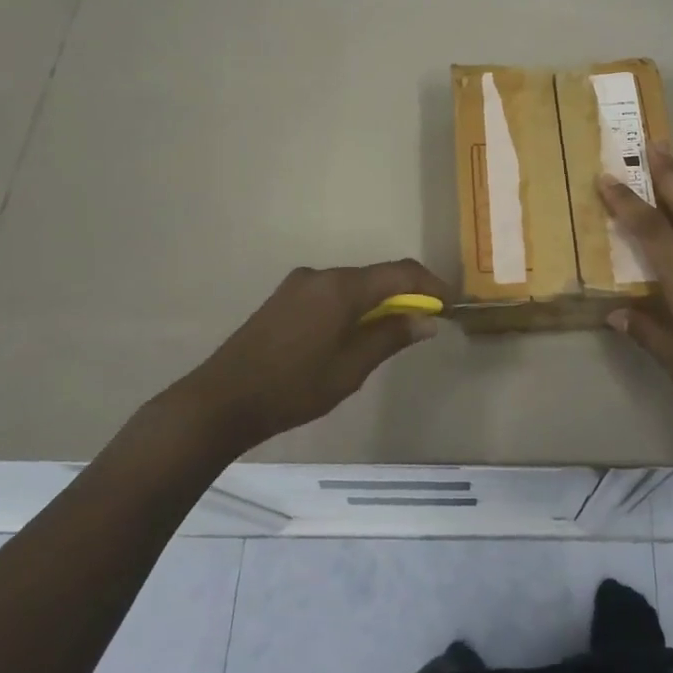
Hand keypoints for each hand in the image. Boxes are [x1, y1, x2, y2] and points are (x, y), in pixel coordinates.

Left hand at [174, 259, 451, 454]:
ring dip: (377, 303)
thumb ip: (391, 337)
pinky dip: (352, 307)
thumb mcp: (351, 369)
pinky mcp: (284, 298)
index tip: (450, 305)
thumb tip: (426, 319)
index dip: (430, 285)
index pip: (400, 272)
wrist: (221, 400)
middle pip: (376, 276)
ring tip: (389, 335)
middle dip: (405, 295)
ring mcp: (299, 285)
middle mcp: (321, 275)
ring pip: (353, 285)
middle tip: (424, 323)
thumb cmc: (294, 387)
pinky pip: (331, 294)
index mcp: (341, 287)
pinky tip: (352, 336)